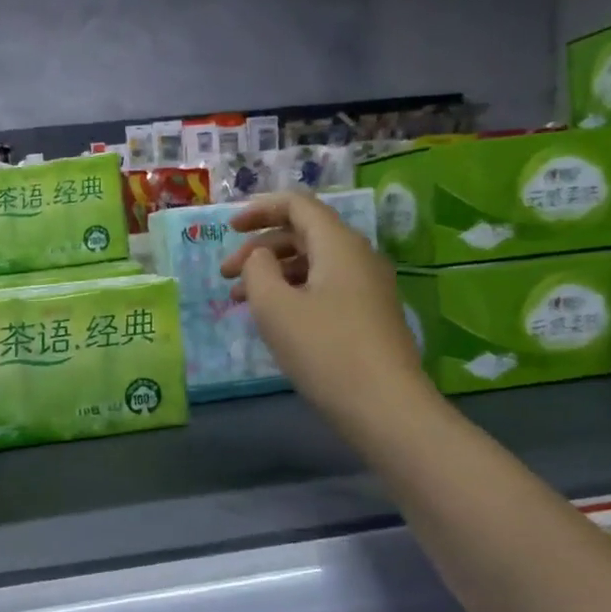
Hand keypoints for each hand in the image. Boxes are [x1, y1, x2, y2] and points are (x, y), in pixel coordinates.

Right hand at [220, 192, 429, 432]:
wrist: (384, 406)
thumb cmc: (324, 349)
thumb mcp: (274, 306)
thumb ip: (257, 270)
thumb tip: (260, 257)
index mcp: (338, 244)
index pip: (297, 205)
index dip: (259, 210)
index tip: (228, 229)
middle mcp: (358, 256)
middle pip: (303, 234)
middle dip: (259, 248)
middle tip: (226, 276)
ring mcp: (367, 287)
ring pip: (313, 264)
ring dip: (273, 274)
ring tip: (242, 302)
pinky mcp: (369, 316)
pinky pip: (325, 288)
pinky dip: (293, 292)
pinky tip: (275, 319)